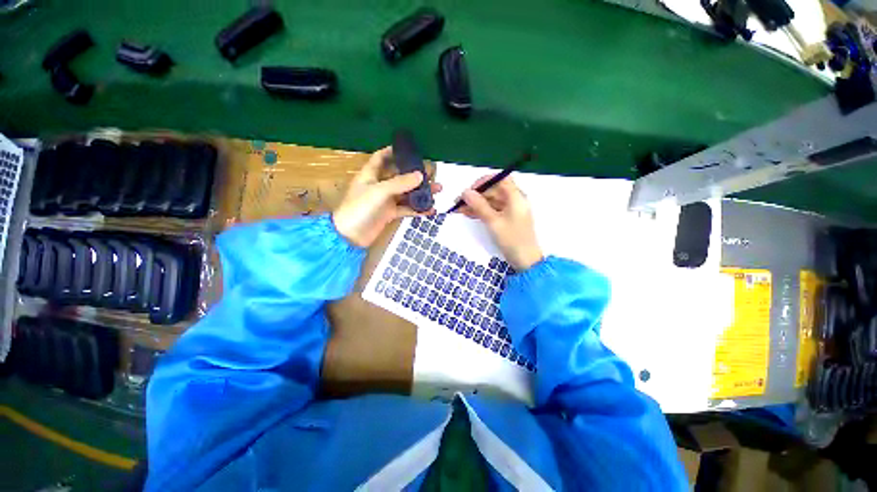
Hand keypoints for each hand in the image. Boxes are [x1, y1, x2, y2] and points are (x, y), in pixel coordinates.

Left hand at [333, 147, 441, 247]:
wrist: (351, 236)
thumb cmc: (360, 208)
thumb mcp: (379, 191)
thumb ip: (400, 183)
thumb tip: (420, 175)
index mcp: (370, 175)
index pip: (381, 157)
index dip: (393, 151)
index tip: (410, 149)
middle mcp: (379, 185)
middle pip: (399, 176)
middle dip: (414, 174)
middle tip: (432, 173)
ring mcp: (385, 200)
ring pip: (406, 193)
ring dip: (420, 192)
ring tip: (438, 190)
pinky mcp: (390, 213)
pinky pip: (406, 209)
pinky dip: (417, 209)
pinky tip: (430, 210)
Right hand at [459, 176, 542, 270]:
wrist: (525, 261)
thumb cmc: (512, 239)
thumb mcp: (494, 222)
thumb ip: (479, 206)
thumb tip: (465, 192)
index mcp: (516, 197)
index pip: (501, 179)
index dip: (485, 181)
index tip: (471, 189)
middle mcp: (514, 201)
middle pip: (494, 191)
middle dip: (476, 195)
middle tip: (459, 201)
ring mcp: (509, 210)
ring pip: (490, 201)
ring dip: (475, 204)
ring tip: (459, 209)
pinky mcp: (505, 219)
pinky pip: (491, 211)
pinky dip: (480, 211)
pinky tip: (467, 213)